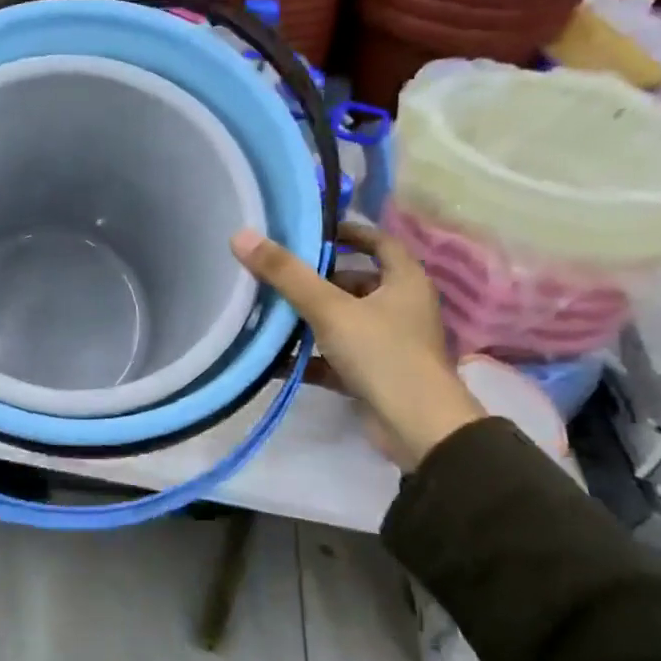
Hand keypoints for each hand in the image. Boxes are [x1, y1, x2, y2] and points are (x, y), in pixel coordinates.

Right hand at [231, 222, 483, 470]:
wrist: (418, 429)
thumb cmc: (383, 354)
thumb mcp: (330, 309)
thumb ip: (287, 274)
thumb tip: (242, 236)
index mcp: (405, 282)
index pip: (380, 242)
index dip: (349, 232)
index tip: (313, 231)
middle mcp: (402, 308)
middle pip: (357, 283)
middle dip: (319, 280)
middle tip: (279, 274)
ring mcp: (390, 345)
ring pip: (345, 322)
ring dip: (311, 319)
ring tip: (269, 312)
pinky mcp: (375, 376)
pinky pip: (336, 359)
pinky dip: (310, 358)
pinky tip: (276, 360)